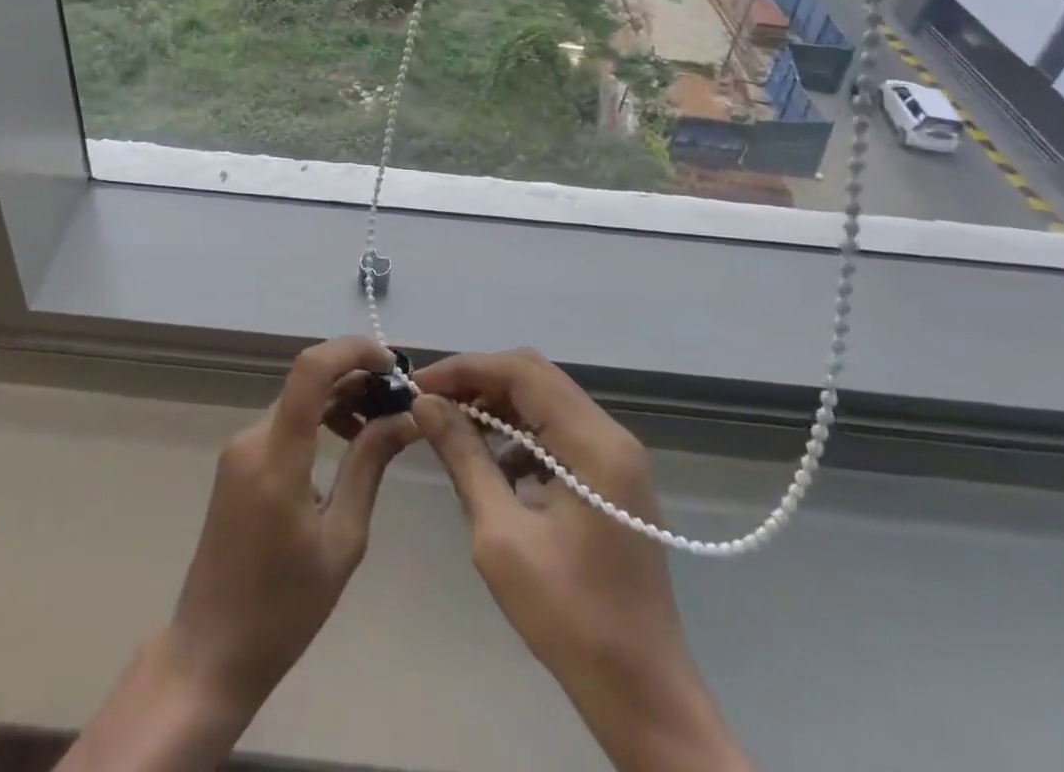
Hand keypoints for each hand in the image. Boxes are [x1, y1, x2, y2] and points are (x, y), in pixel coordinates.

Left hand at [167, 335, 417, 718]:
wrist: (211, 652)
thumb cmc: (284, 609)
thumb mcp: (342, 540)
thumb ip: (369, 466)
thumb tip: (405, 418)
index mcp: (276, 457)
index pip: (311, 369)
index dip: (353, 351)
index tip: (394, 366)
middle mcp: (252, 438)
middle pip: (307, 380)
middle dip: (356, 377)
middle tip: (399, 400)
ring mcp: (240, 448)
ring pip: (297, 399)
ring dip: (340, 398)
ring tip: (380, 424)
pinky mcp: (238, 462)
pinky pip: (285, 423)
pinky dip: (319, 419)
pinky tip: (347, 443)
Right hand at [413, 350, 749, 771]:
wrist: (644, 693)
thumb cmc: (571, 619)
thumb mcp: (501, 537)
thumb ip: (464, 458)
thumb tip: (426, 405)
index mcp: (594, 444)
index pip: (522, 371)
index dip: (466, 369)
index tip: (419, 384)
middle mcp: (612, 434)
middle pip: (536, 376)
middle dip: (479, 381)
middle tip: (431, 401)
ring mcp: (616, 455)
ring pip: (546, 400)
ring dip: (498, 404)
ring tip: (452, 425)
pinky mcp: (612, 476)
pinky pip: (558, 430)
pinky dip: (520, 432)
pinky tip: (492, 462)